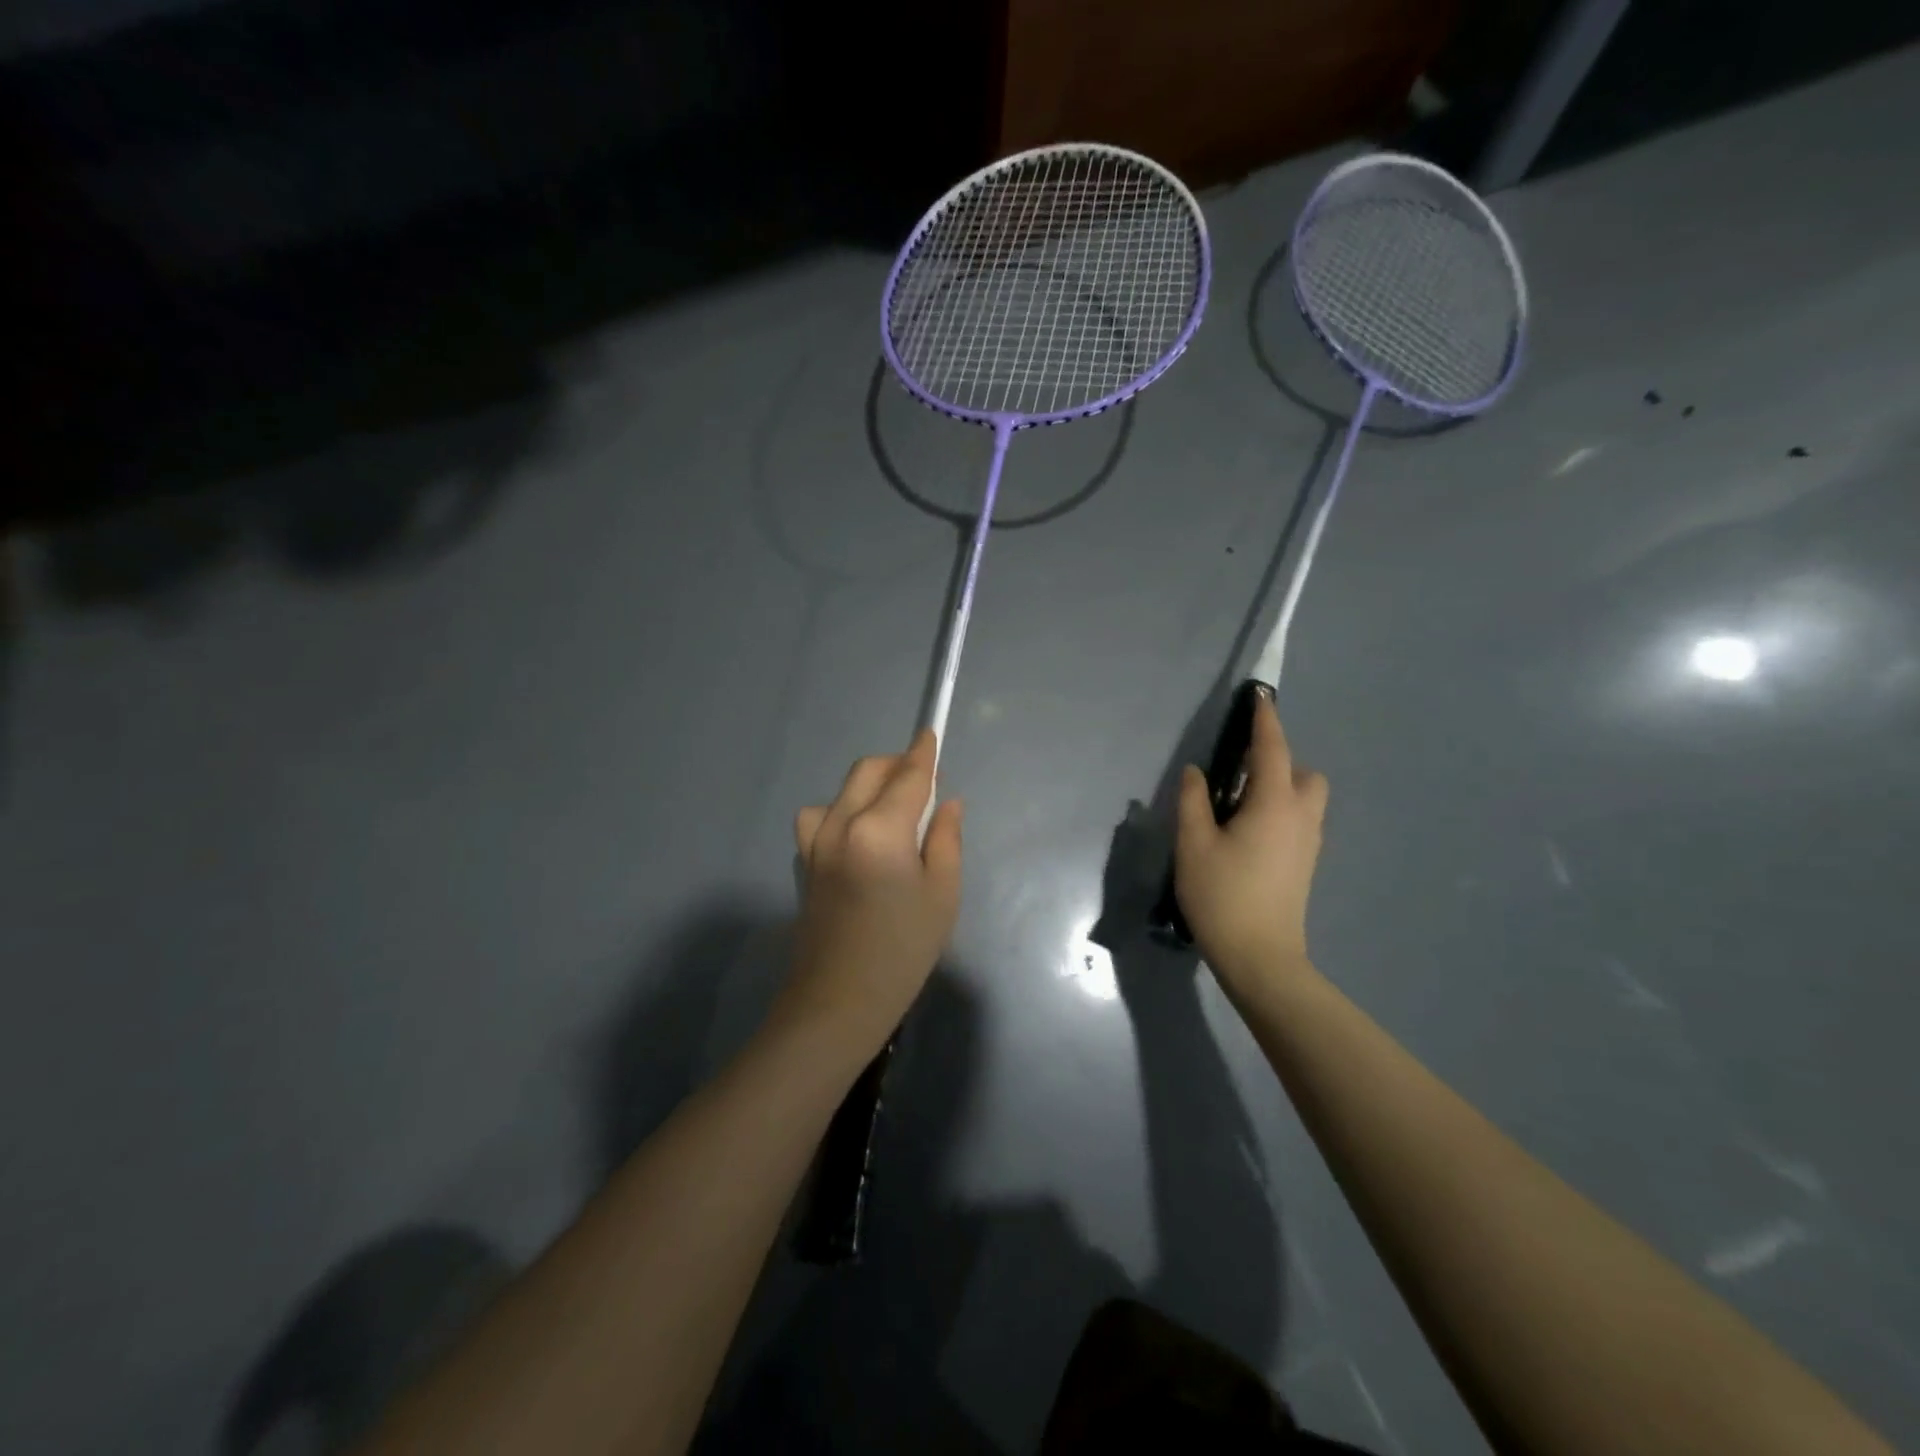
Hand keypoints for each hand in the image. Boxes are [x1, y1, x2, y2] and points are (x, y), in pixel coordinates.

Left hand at [780, 729, 962, 1054]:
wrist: (839, 1001)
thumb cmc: (902, 950)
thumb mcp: (942, 894)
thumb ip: (945, 838)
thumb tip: (946, 802)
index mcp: (879, 830)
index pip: (907, 777)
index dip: (923, 753)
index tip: (931, 733)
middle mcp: (840, 824)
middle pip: (868, 771)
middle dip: (897, 765)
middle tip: (924, 783)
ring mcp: (815, 842)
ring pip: (842, 790)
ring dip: (868, 786)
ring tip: (893, 812)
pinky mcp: (803, 860)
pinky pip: (822, 816)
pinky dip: (843, 810)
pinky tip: (860, 837)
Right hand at [1174, 693, 1328, 996]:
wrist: (1260, 957)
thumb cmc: (1223, 895)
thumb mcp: (1194, 844)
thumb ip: (1193, 801)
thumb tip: (1196, 772)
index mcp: (1274, 804)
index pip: (1272, 749)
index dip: (1265, 720)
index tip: (1259, 696)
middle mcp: (1300, 817)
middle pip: (1303, 773)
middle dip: (1279, 760)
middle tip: (1239, 773)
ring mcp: (1308, 843)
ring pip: (1306, 798)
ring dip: (1282, 786)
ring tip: (1241, 804)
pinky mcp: (1306, 864)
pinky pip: (1301, 820)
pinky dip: (1282, 810)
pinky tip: (1250, 832)